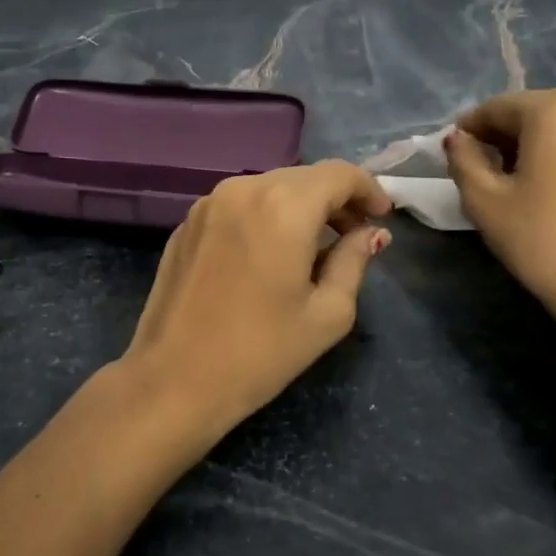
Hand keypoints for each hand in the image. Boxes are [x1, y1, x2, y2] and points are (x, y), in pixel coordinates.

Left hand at [120, 160, 392, 439]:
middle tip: (355, 235)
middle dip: (336, 200)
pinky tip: (271, 255)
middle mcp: (243, 189)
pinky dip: (266, 218)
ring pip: (270, 189)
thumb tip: (369, 234)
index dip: (369, 190)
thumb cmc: (260, 353)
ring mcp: (208, 204)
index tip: (381, 217)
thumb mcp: (327, 314)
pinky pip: (240, 206)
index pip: (339, 174)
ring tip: (315, 248)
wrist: (173, 381)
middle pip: (304, 178)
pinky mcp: (186, 224)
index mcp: (283, 206)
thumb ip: (354, 261)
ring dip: (300, 208)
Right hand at [444, 88, 555, 411]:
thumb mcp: (484, 200)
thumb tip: (458, 140)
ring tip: (513, 183)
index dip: (469, 129)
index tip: (453, 153)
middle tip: (479, 170)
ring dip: (532, 147)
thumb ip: (463, 160)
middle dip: (502, 137)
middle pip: (532, 114)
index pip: (497, 108)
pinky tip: (548, 191)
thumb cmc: (539, 238)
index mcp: (554, 109)